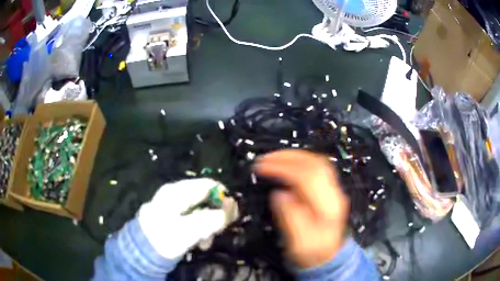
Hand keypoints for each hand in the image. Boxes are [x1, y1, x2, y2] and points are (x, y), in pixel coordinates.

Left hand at [138, 178, 238, 258]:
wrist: (143, 250)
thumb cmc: (163, 238)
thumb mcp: (188, 230)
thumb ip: (209, 219)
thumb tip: (231, 209)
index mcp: (178, 192)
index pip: (208, 185)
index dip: (223, 198)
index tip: (233, 215)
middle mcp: (177, 195)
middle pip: (207, 199)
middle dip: (216, 216)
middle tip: (219, 232)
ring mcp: (176, 206)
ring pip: (202, 211)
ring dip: (209, 226)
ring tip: (206, 242)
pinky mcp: (176, 218)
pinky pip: (195, 220)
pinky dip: (201, 230)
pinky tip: (199, 242)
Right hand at [255, 150, 348, 268]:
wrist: (329, 257)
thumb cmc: (313, 252)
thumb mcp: (298, 243)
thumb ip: (290, 218)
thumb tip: (279, 194)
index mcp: (327, 208)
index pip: (308, 177)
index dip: (283, 168)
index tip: (262, 167)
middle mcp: (334, 195)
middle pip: (315, 164)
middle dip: (288, 157)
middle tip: (265, 159)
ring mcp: (333, 190)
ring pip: (317, 162)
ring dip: (294, 156)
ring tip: (273, 158)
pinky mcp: (329, 190)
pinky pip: (316, 167)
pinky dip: (300, 161)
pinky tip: (287, 164)